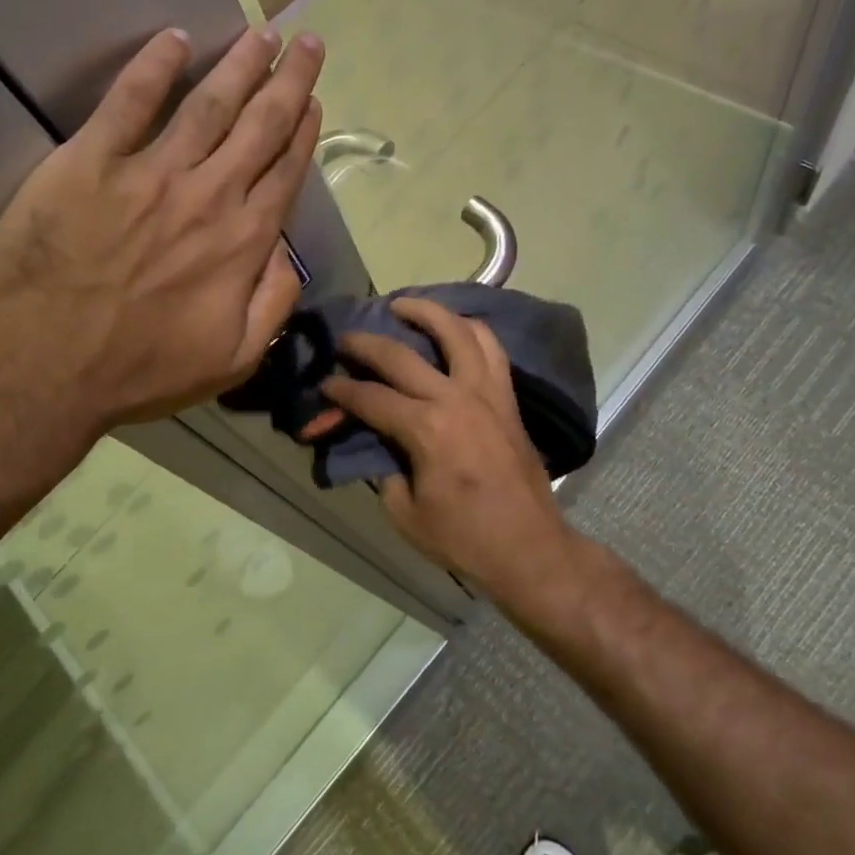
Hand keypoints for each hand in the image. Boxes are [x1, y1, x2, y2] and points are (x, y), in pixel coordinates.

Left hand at [0, 25, 322, 449]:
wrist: (42, 371)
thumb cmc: (139, 373)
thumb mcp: (232, 361)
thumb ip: (273, 305)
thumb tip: (288, 255)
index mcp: (243, 241)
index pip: (284, 171)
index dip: (303, 130)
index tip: (313, 98)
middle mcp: (208, 195)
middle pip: (260, 125)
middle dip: (288, 79)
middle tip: (307, 41)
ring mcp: (150, 173)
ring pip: (208, 104)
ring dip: (239, 65)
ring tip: (261, 34)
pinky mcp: (90, 162)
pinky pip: (129, 102)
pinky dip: (154, 66)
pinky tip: (175, 38)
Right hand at [322, 298, 575, 600]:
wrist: (530, 548)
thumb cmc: (464, 538)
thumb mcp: (405, 513)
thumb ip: (385, 470)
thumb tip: (379, 445)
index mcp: (425, 429)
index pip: (370, 398)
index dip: (340, 392)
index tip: (324, 386)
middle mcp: (455, 398)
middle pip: (401, 355)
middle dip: (365, 344)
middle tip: (345, 339)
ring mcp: (487, 392)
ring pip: (457, 332)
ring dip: (426, 312)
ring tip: (403, 305)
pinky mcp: (507, 397)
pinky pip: (491, 348)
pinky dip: (470, 329)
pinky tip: (453, 327)